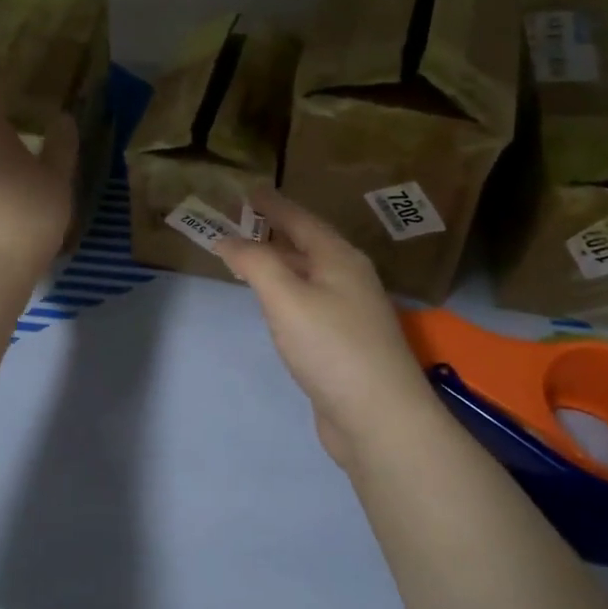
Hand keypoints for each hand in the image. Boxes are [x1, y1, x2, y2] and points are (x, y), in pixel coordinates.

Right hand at [216, 187, 442, 470]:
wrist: (379, 418)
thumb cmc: (332, 347)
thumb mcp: (286, 297)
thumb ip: (256, 262)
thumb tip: (228, 238)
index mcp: (340, 259)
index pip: (301, 220)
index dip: (274, 205)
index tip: (250, 190)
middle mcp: (350, 279)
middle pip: (309, 245)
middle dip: (277, 231)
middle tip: (244, 220)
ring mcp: (351, 313)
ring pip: (310, 275)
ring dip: (282, 262)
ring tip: (254, 256)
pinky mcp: (346, 343)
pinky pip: (310, 303)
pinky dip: (288, 293)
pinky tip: (276, 304)